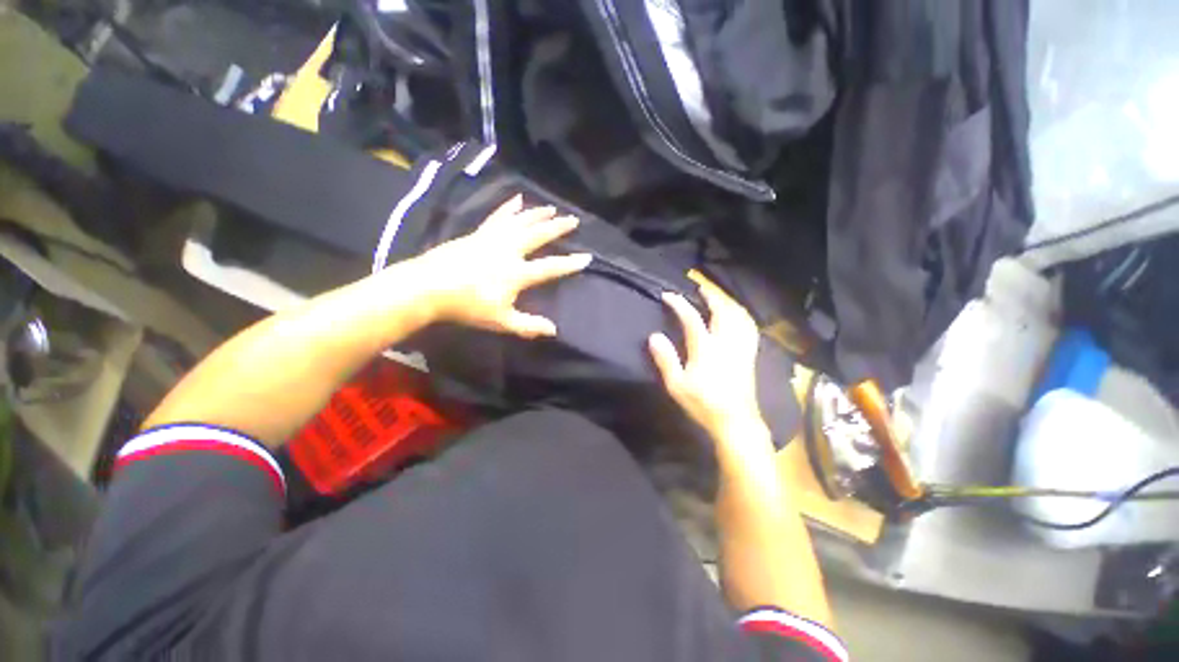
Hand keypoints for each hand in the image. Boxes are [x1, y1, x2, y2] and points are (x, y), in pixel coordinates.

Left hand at [410, 195, 591, 337]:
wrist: (428, 287)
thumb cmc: (467, 306)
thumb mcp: (501, 321)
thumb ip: (528, 325)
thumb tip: (554, 331)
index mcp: (517, 273)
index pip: (550, 267)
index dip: (569, 264)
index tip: (586, 257)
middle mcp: (509, 250)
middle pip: (538, 235)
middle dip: (558, 228)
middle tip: (573, 219)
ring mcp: (492, 239)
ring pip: (520, 221)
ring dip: (537, 214)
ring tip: (551, 207)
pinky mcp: (478, 234)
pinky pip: (498, 217)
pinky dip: (509, 208)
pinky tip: (517, 199)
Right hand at [648, 279, 768, 444]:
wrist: (736, 422)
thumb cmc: (703, 404)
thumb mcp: (677, 385)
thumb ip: (666, 359)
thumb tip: (654, 336)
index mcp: (706, 348)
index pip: (691, 318)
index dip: (679, 304)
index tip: (667, 295)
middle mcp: (726, 342)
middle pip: (722, 310)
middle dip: (710, 295)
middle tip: (700, 288)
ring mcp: (741, 348)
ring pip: (739, 317)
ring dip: (728, 303)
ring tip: (719, 298)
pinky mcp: (750, 356)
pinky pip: (749, 328)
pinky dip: (742, 317)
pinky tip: (738, 318)